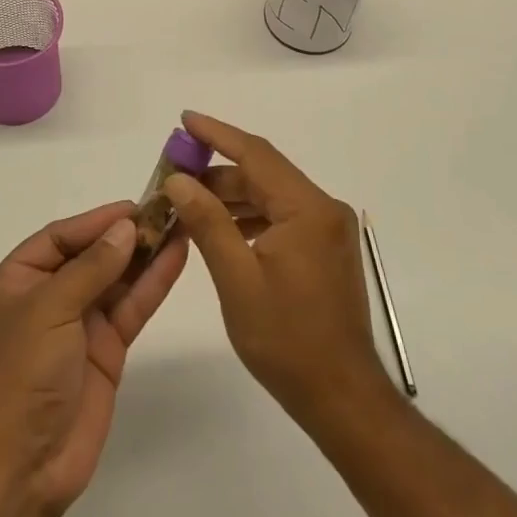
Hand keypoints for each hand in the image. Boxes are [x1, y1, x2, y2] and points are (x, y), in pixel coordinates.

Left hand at [0, 202, 188, 516]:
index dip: (96, 221)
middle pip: (91, 255)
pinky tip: (176, 257)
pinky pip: (131, 307)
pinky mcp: (106, 349)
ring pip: (117, 279)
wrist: (25, 465)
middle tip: (167, 210)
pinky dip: (153, 283)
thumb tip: (125, 227)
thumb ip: (91, 267)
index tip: (134, 205)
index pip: (59, 238)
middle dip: (126, 234)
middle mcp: (47, 297)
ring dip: (145, 254)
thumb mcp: (49, 309)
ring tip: (181, 223)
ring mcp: (79, 324)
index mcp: (16, 281)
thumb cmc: (23, 374)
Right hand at [163, 112, 391, 426]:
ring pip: (272, 196)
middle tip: (175, 174)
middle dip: (217, 171)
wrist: (342, 397)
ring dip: (232, 196)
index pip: (256, 155)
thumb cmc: (287, 340)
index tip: (185, 120)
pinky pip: (282, 217)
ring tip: (188, 202)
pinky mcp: (326, 250)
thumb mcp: (237, 279)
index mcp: (307, 210)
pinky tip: (221, 229)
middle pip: (264, 174)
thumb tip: (179, 180)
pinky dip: (250, 217)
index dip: (217, 134)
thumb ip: (208, 222)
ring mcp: (328, 230)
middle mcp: (324, 209)